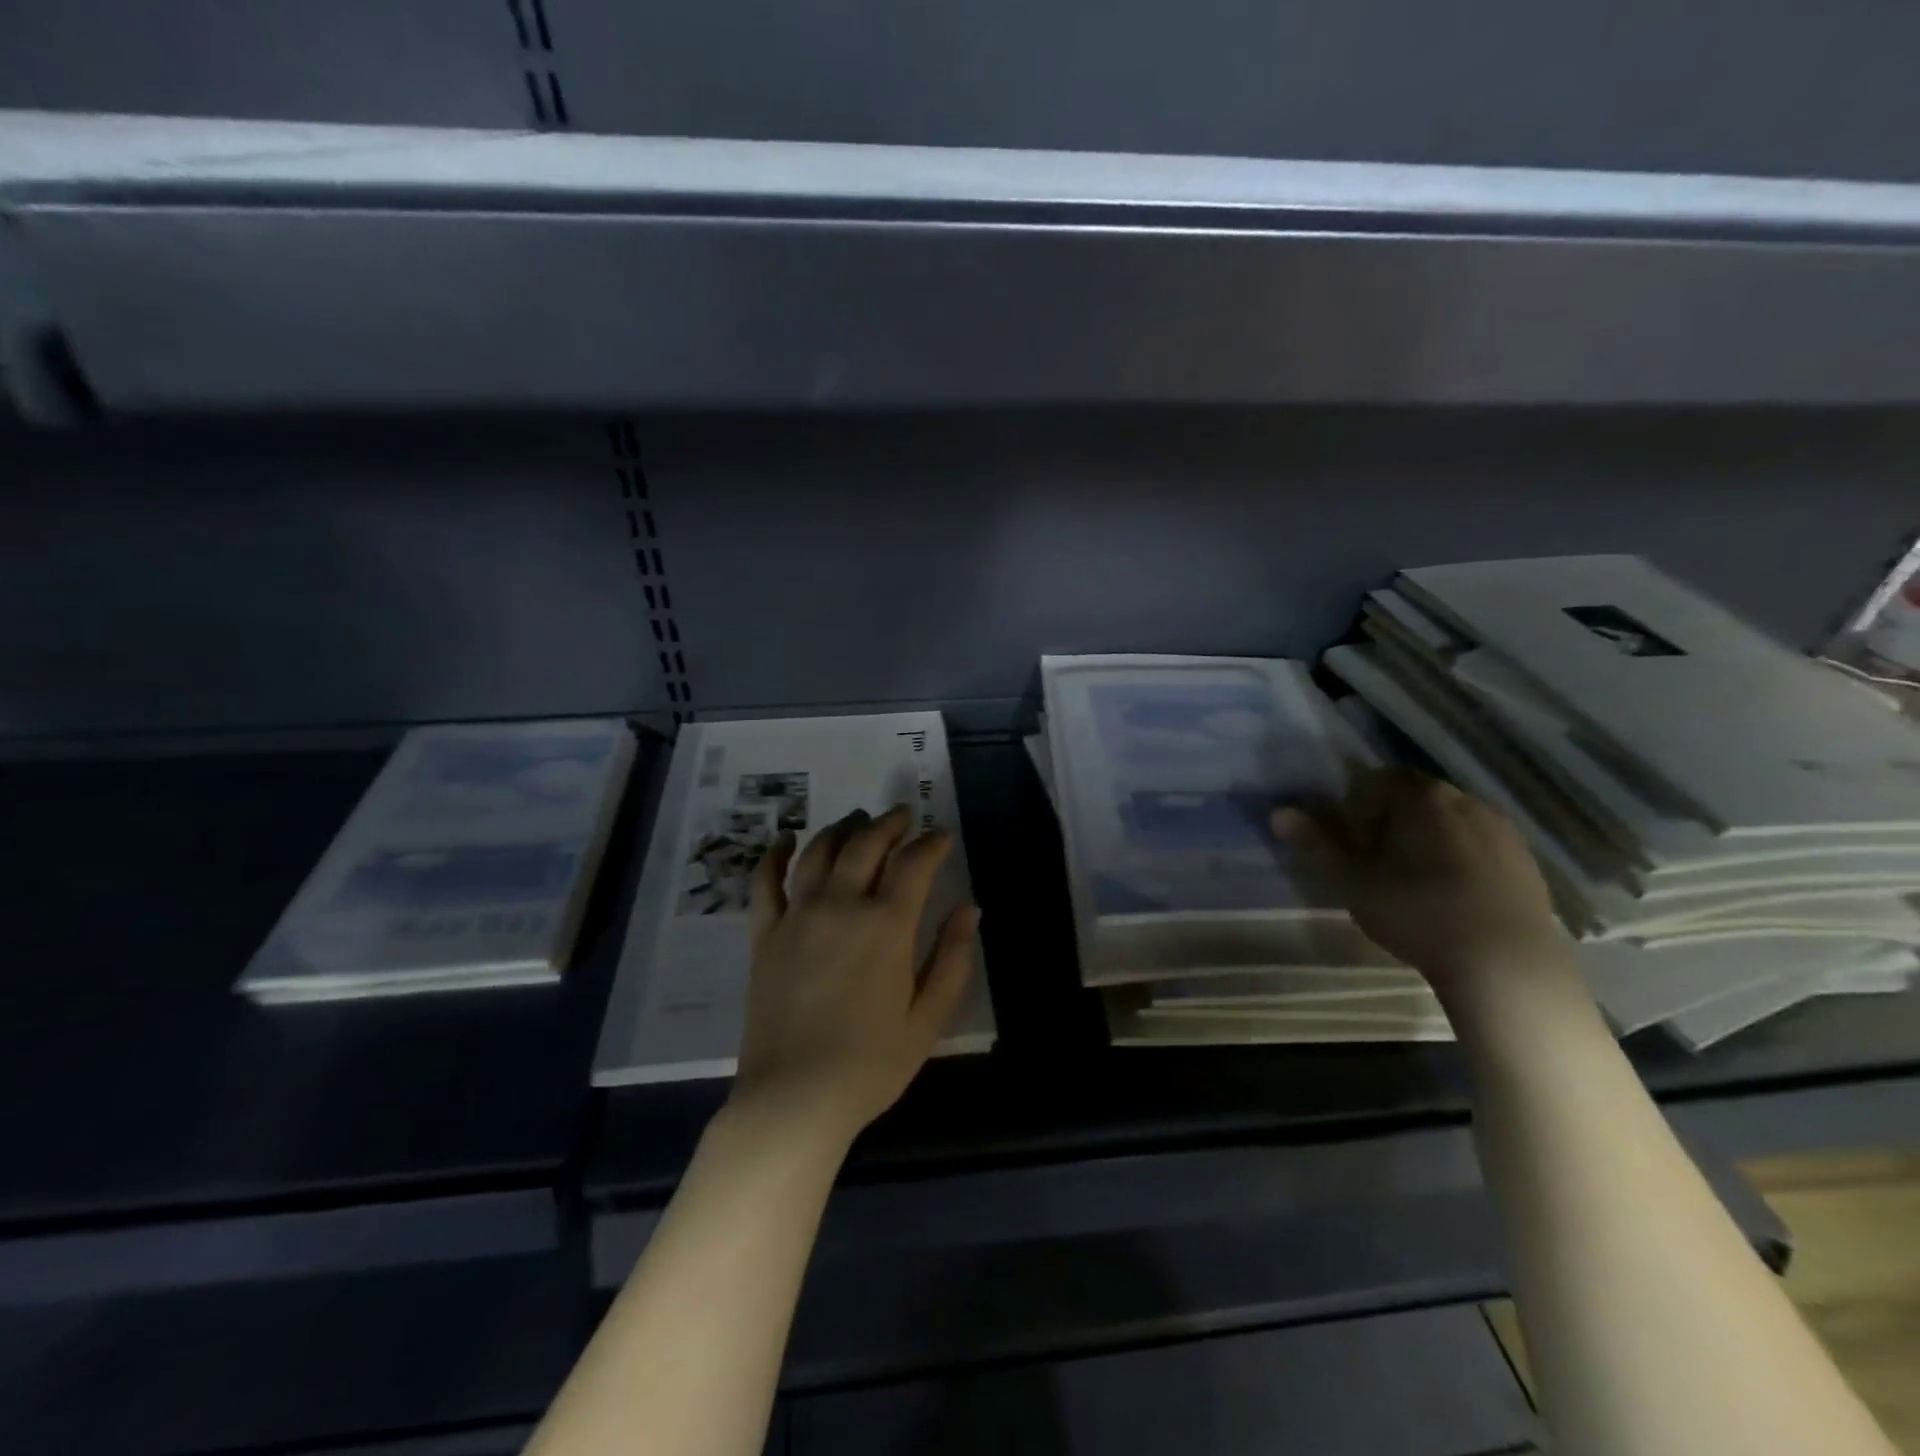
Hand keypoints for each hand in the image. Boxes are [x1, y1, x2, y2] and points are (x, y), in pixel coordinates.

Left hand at [733, 806, 979, 1147]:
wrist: (794, 1098)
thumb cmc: (871, 1064)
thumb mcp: (929, 1017)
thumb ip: (953, 958)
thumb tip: (969, 910)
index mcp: (887, 924)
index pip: (914, 863)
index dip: (931, 843)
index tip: (941, 835)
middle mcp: (841, 905)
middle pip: (866, 844)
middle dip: (889, 823)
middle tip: (903, 816)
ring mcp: (798, 916)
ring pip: (820, 852)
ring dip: (842, 828)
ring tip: (857, 820)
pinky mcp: (765, 934)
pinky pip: (766, 882)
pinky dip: (775, 854)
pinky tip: (785, 838)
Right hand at [1273, 766, 1567, 993]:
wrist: (1506, 965)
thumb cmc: (1417, 913)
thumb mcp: (1351, 882)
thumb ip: (1315, 844)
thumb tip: (1279, 812)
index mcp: (1418, 796)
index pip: (1372, 781)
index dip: (1353, 809)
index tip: (1351, 845)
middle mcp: (1463, 798)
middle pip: (1412, 797)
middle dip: (1389, 821)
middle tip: (1376, 864)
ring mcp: (1500, 827)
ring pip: (1447, 819)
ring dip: (1426, 838)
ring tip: (1414, 882)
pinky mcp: (1525, 859)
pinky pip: (1478, 843)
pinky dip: (1459, 857)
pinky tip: (1452, 896)